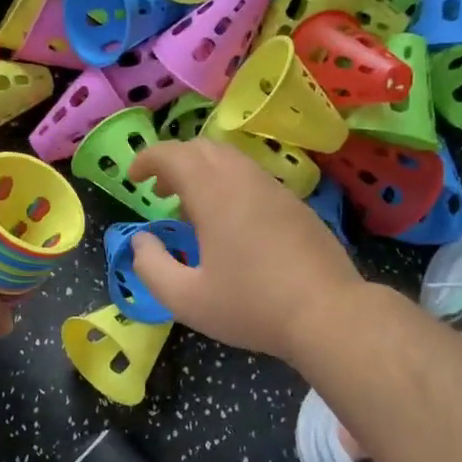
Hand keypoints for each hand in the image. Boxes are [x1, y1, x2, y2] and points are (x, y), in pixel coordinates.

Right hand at [127, 139, 363, 359]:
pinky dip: (227, 183)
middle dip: (173, 162)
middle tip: (159, 192)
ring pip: (230, 159)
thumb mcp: (186, 299)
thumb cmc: (252, 306)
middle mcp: (244, 179)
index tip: (133, 177)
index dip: (147, 159)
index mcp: (214, 193)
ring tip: (190, 208)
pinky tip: (228, 222)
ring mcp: (274, 189)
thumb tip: (141, 241)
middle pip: (202, 148)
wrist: (329, 314)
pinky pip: (251, 177)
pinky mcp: (295, 205)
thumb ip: (151, 267)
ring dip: (202, 172)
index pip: (173, 154)